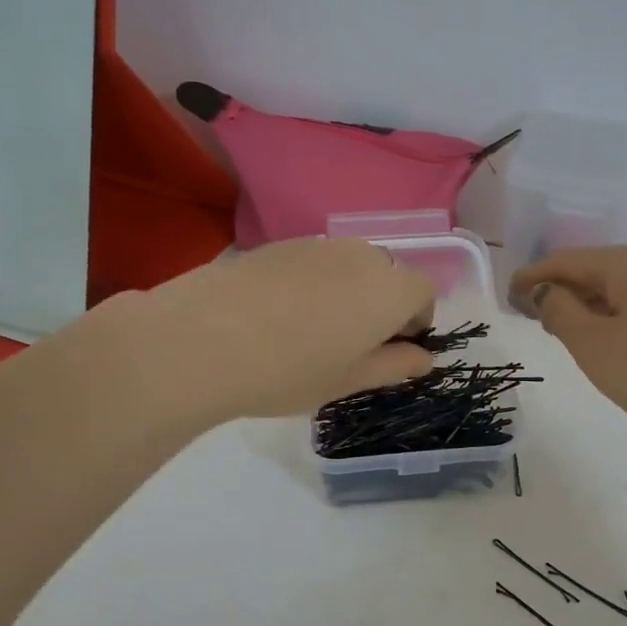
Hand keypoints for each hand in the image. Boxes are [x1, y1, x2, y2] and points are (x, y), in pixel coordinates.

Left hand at [125, 239, 435, 422]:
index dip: (415, 322)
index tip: (392, 350)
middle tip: (352, 345)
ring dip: (348, 293)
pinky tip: (279, 316)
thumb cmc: (290, 370)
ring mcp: (317, 245)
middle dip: (383, 305)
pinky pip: (314, 263)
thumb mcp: (350, 380)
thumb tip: (422, 358)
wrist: (203, 339)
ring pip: (349, 267)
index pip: (423, 293)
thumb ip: (395, 366)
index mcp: (390, 289)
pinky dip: (313, 284)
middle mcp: (361, 255)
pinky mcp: (277, 245)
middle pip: (388, 275)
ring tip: (313, 331)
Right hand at [511, 245, 626, 454]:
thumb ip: (560, 312)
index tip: (507, 295)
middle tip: (534, 317)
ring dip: (590, 306)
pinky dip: (618, 317)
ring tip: (567, 332)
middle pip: (595, 271)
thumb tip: (548, 293)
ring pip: (622, 289)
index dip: (532, 277)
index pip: (565, 261)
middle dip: (562, 291)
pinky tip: (612, 341)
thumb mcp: (594, 345)